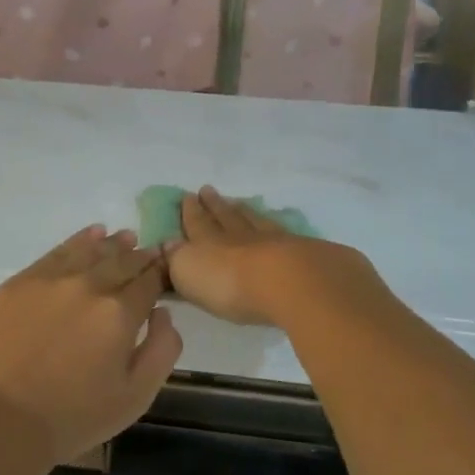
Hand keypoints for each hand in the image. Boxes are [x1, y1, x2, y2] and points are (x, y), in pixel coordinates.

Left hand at [0, 226, 181, 465]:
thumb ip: (162, 349)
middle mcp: (88, 285)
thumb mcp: (136, 396)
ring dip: (112, 244)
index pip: (148, 281)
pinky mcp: (21, 281)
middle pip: (121, 261)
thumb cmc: (75, 416)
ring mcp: (51, 279)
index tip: (167, 264)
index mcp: (119, 313)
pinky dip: (79, 240)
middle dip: (139, 256)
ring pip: (90, 251)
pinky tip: (90, 234)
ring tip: (124, 238)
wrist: (3, 420)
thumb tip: (163, 313)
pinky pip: (57, 252)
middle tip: (149, 251)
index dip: (160, 272)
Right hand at [164, 186, 387, 330]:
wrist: (292, 283)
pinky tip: (282, 230)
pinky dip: (279, 229)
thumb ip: (177, 259)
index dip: (191, 212)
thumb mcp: (190, 273)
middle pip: (226, 217)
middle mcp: (241, 236)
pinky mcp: (306, 253)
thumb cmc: (232, 283)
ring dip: (245, 212)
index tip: (188, 196)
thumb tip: (168, 244)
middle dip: (215, 205)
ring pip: (256, 221)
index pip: (197, 223)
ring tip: (240, 203)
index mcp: (210, 241)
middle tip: (208, 190)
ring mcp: (276, 242)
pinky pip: (286, 235)